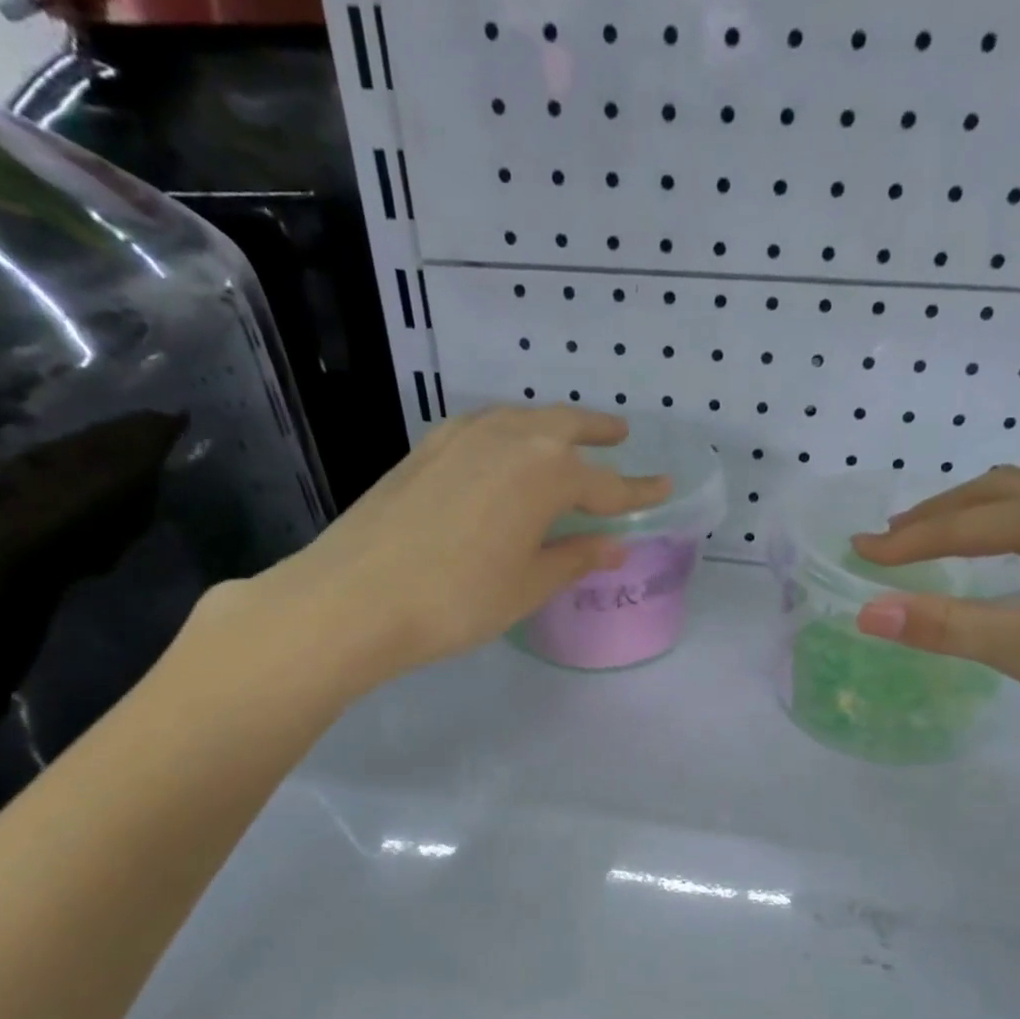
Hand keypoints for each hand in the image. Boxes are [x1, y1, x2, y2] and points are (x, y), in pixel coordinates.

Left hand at [197, 406, 667, 703]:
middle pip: (564, 428)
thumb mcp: (529, 585)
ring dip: (551, 426)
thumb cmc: (459, 598)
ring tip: (566, 438)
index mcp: (547, 473)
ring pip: (521, 420)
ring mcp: (461, 437)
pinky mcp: (425, 448)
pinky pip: (483, 428)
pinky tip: (502, 451)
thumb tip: (615, 546)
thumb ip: (575, 558)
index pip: (607, 485)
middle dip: (596, 433)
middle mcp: (509, 439)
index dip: (638, 491)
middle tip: (619, 437)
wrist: (355, 596)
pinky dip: (508, 433)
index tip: (664, 487)